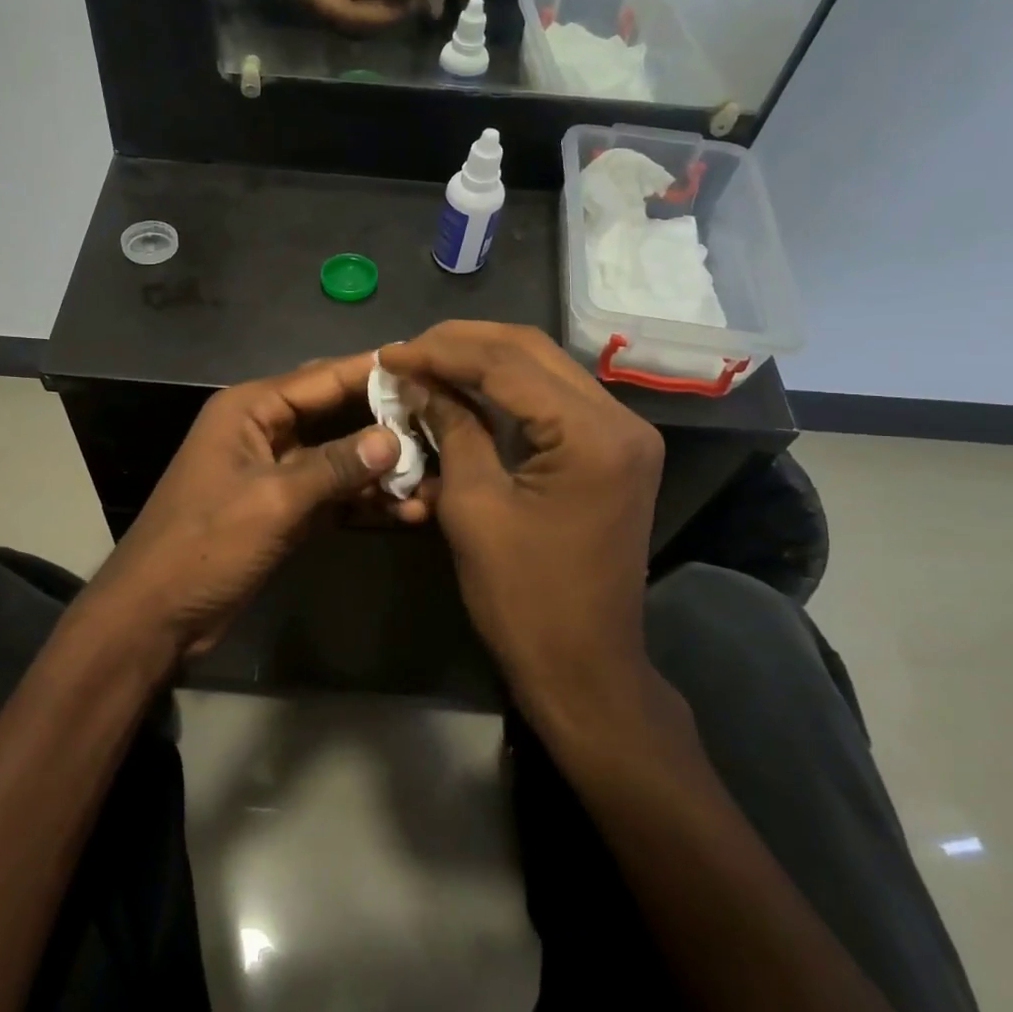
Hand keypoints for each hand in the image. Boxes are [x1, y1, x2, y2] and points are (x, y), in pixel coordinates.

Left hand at [84, 354, 417, 663]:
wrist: (156, 615)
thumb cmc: (206, 544)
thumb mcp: (274, 501)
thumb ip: (335, 467)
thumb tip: (395, 438)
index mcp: (250, 409)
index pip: (322, 378)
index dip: (373, 371)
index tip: (426, 366)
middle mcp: (264, 430)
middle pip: (335, 413)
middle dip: (385, 421)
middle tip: (443, 422)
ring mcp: (275, 471)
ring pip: (338, 457)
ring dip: (381, 469)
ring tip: (435, 478)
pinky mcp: (283, 508)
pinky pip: (331, 493)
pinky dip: (363, 501)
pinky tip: (407, 511)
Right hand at [242, 0, 422, 31]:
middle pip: (352, 18)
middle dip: (385, 17)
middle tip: (412, 9)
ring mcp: (306, 11)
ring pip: (349, 29)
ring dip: (378, 25)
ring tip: (402, 13)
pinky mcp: (309, 20)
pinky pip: (342, 27)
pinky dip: (366, 24)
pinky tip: (383, 13)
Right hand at [378, 323, 670, 740]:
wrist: (584, 667)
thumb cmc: (523, 597)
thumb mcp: (473, 507)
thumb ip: (452, 429)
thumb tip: (418, 382)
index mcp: (591, 434)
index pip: (507, 363)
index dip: (441, 352)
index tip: (390, 354)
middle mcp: (620, 420)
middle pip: (531, 352)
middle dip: (462, 344)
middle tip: (407, 353)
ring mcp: (622, 434)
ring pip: (543, 369)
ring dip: (482, 361)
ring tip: (427, 364)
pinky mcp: (611, 451)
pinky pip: (553, 400)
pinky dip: (505, 391)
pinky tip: (464, 390)